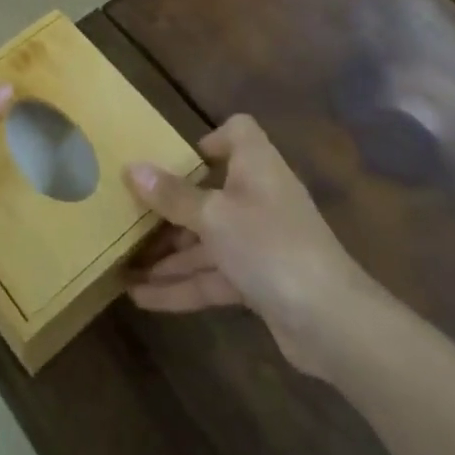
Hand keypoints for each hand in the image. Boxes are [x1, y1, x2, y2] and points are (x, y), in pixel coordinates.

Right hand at [125, 114, 371, 375]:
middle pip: (211, 191)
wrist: (331, 321)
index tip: (176, 158)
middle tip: (129, 215)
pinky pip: (214, 275)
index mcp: (256, 167)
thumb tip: (132, 168)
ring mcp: (260, 242)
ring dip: (170, 254)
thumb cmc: (270, 246)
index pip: (240, 133)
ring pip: (208, 240)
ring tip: (123, 265)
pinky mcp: (259, 282)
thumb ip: (173, 196)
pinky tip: (142, 298)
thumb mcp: (213, 217)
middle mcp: (259, 198)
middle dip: (171, 207)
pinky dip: (183, 285)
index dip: (210, 139)